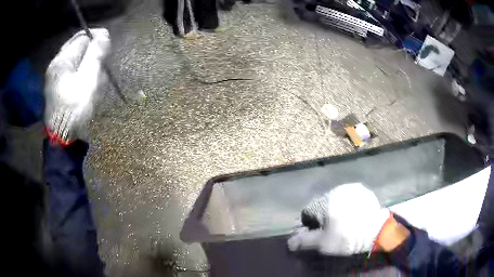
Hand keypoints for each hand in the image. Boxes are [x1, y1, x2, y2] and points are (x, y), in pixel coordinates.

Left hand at [44, 28, 109, 143]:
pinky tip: (85, 85)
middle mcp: (56, 65)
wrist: (64, 138)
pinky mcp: (56, 87)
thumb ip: (96, 53)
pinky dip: (81, 73)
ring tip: (94, 79)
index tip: (107, 48)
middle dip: (92, 52)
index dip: (97, 38)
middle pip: (78, 47)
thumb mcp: (89, 78)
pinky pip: (71, 71)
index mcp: (62, 60)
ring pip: (76, 59)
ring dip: (87, 64)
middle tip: (102, 65)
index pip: (83, 36)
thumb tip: (103, 34)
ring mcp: (54, 77)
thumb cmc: (76, 108)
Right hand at [287, 183, 392, 254]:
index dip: (310, 225)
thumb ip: (304, 241)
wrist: (376, 230)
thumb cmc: (347, 237)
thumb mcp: (323, 243)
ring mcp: (351, 188)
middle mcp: (336, 189)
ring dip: (336, 209)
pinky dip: (349, 205)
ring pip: (336, 200)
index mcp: (324, 201)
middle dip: (324, 216)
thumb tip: (289, 242)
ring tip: (345, 222)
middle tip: (333, 229)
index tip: (319, 234)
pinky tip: (355, 215)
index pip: (308, 212)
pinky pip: (350, 197)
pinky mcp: (363, 190)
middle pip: (322, 205)